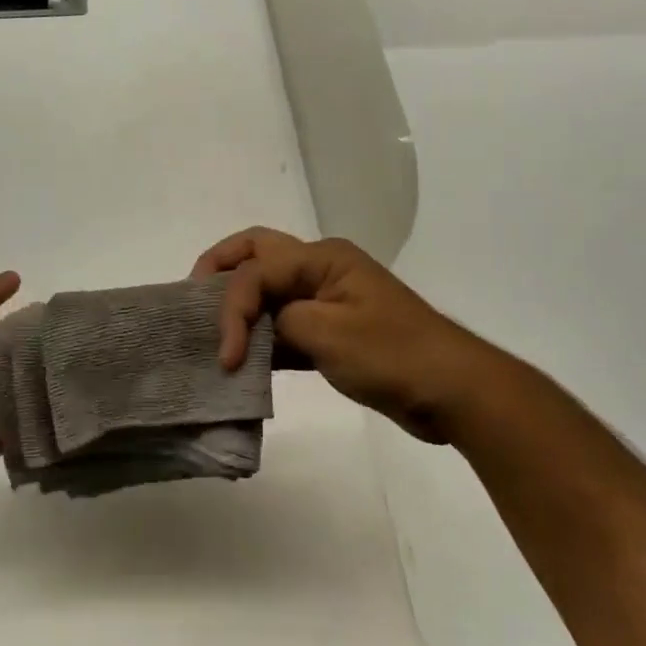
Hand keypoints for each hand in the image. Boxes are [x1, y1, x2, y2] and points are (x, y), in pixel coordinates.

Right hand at [193, 228, 522, 443]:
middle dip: (221, 270)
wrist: (453, 391)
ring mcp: (328, 300)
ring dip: (240, 307)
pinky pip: (284, 324)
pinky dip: (262, 336)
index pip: (257, 270)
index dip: (232, 308)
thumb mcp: (328, 334)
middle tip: (192, 298)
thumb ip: (279, 322)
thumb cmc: (392, 355)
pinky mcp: (332, 332)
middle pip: (259, 255)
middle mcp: (321, 269)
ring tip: (210, 332)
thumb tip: (257, 329)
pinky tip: (243, 360)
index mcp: (322, 258)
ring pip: (269, 289)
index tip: (225, 355)